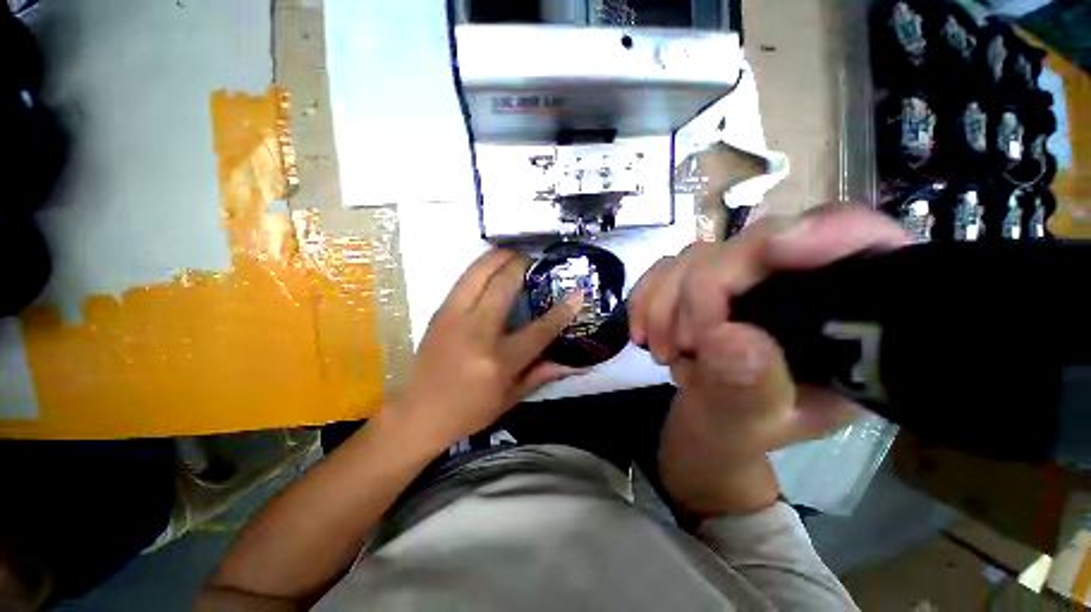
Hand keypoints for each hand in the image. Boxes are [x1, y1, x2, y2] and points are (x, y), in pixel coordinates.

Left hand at [383, 249, 582, 450]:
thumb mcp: (510, 398)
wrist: (418, 412)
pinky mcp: (440, 312)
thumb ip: (541, 374)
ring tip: (514, 255)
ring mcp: (454, 317)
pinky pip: (464, 280)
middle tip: (535, 261)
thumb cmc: (469, 411)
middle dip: (523, 266)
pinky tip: (492, 268)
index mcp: (499, 360)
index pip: (539, 330)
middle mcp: (477, 332)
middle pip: (504, 285)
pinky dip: (482, 267)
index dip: (562, 310)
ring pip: (478, 272)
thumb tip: (571, 362)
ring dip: (499, 257)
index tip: (578, 293)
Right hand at [629, 206, 910, 515]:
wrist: (701, 426)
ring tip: (662, 353)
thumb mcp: (749, 427)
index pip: (860, 246)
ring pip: (699, 255)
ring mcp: (741, 280)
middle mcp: (794, 288)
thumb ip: (747, 391)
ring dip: (665, 303)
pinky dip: (646, 298)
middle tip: (678, 347)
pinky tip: (641, 332)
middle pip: (752, 246)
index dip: (825, 232)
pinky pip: (666, 268)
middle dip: (700, 293)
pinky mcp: (701, 281)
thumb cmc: (736, 433)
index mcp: (842, 325)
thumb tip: (728, 337)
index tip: (775, 250)